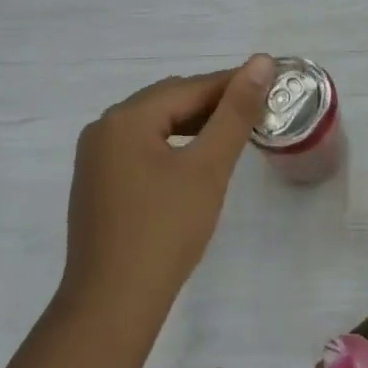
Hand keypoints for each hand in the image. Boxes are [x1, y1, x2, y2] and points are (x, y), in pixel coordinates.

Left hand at [63, 55, 275, 323]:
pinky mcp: (97, 183)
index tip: (271, 84)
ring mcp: (96, 158)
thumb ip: (235, 112)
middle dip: (214, 103)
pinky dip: (173, 145)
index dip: (233, 84)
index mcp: (126, 118)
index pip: (190, 87)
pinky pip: (141, 148)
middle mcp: (104, 128)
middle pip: (169, 101)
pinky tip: (195, 160)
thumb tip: (261, 61)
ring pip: (155, 124)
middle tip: (258, 110)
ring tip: (233, 132)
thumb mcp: (208, 167)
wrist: (112, 306)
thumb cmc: (165, 231)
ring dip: (194, 123)